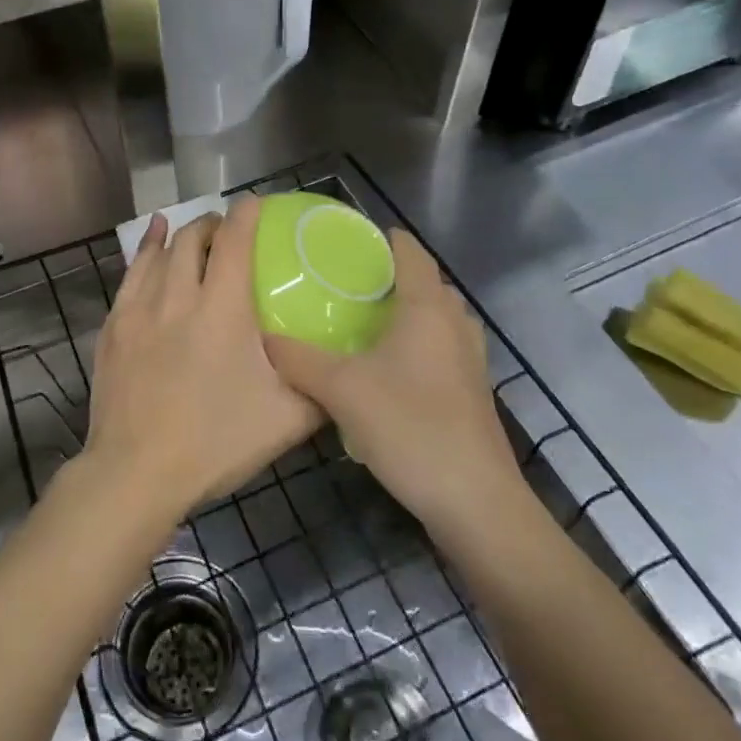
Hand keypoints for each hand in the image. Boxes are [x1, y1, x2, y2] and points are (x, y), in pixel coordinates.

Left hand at [86, 197, 321, 523]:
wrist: (134, 472)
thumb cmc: (214, 443)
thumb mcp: (285, 420)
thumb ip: (318, 389)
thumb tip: (342, 373)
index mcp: (222, 309)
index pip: (236, 242)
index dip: (247, 215)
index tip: (257, 203)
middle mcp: (178, 296)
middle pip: (194, 238)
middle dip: (213, 224)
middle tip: (229, 232)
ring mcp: (139, 309)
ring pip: (160, 252)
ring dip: (181, 235)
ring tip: (194, 230)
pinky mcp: (114, 327)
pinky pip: (130, 273)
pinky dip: (146, 250)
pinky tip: (151, 242)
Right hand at [267, 230, 531, 535]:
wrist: (474, 502)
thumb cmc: (410, 426)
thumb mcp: (341, 390)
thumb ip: (299, 359)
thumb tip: (265, 338)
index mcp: (428, 308)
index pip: (411, 252)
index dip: (384, 239)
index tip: (349, 239)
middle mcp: (455, 325)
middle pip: (427, 284)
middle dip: (392, 277)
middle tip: (348, 285)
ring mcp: (470, 362)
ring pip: (438, 320)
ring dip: (408, 314)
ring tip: (365, 324)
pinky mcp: (471, 394)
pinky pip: (442, 351)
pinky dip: (417, 347)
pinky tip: (386, 372)